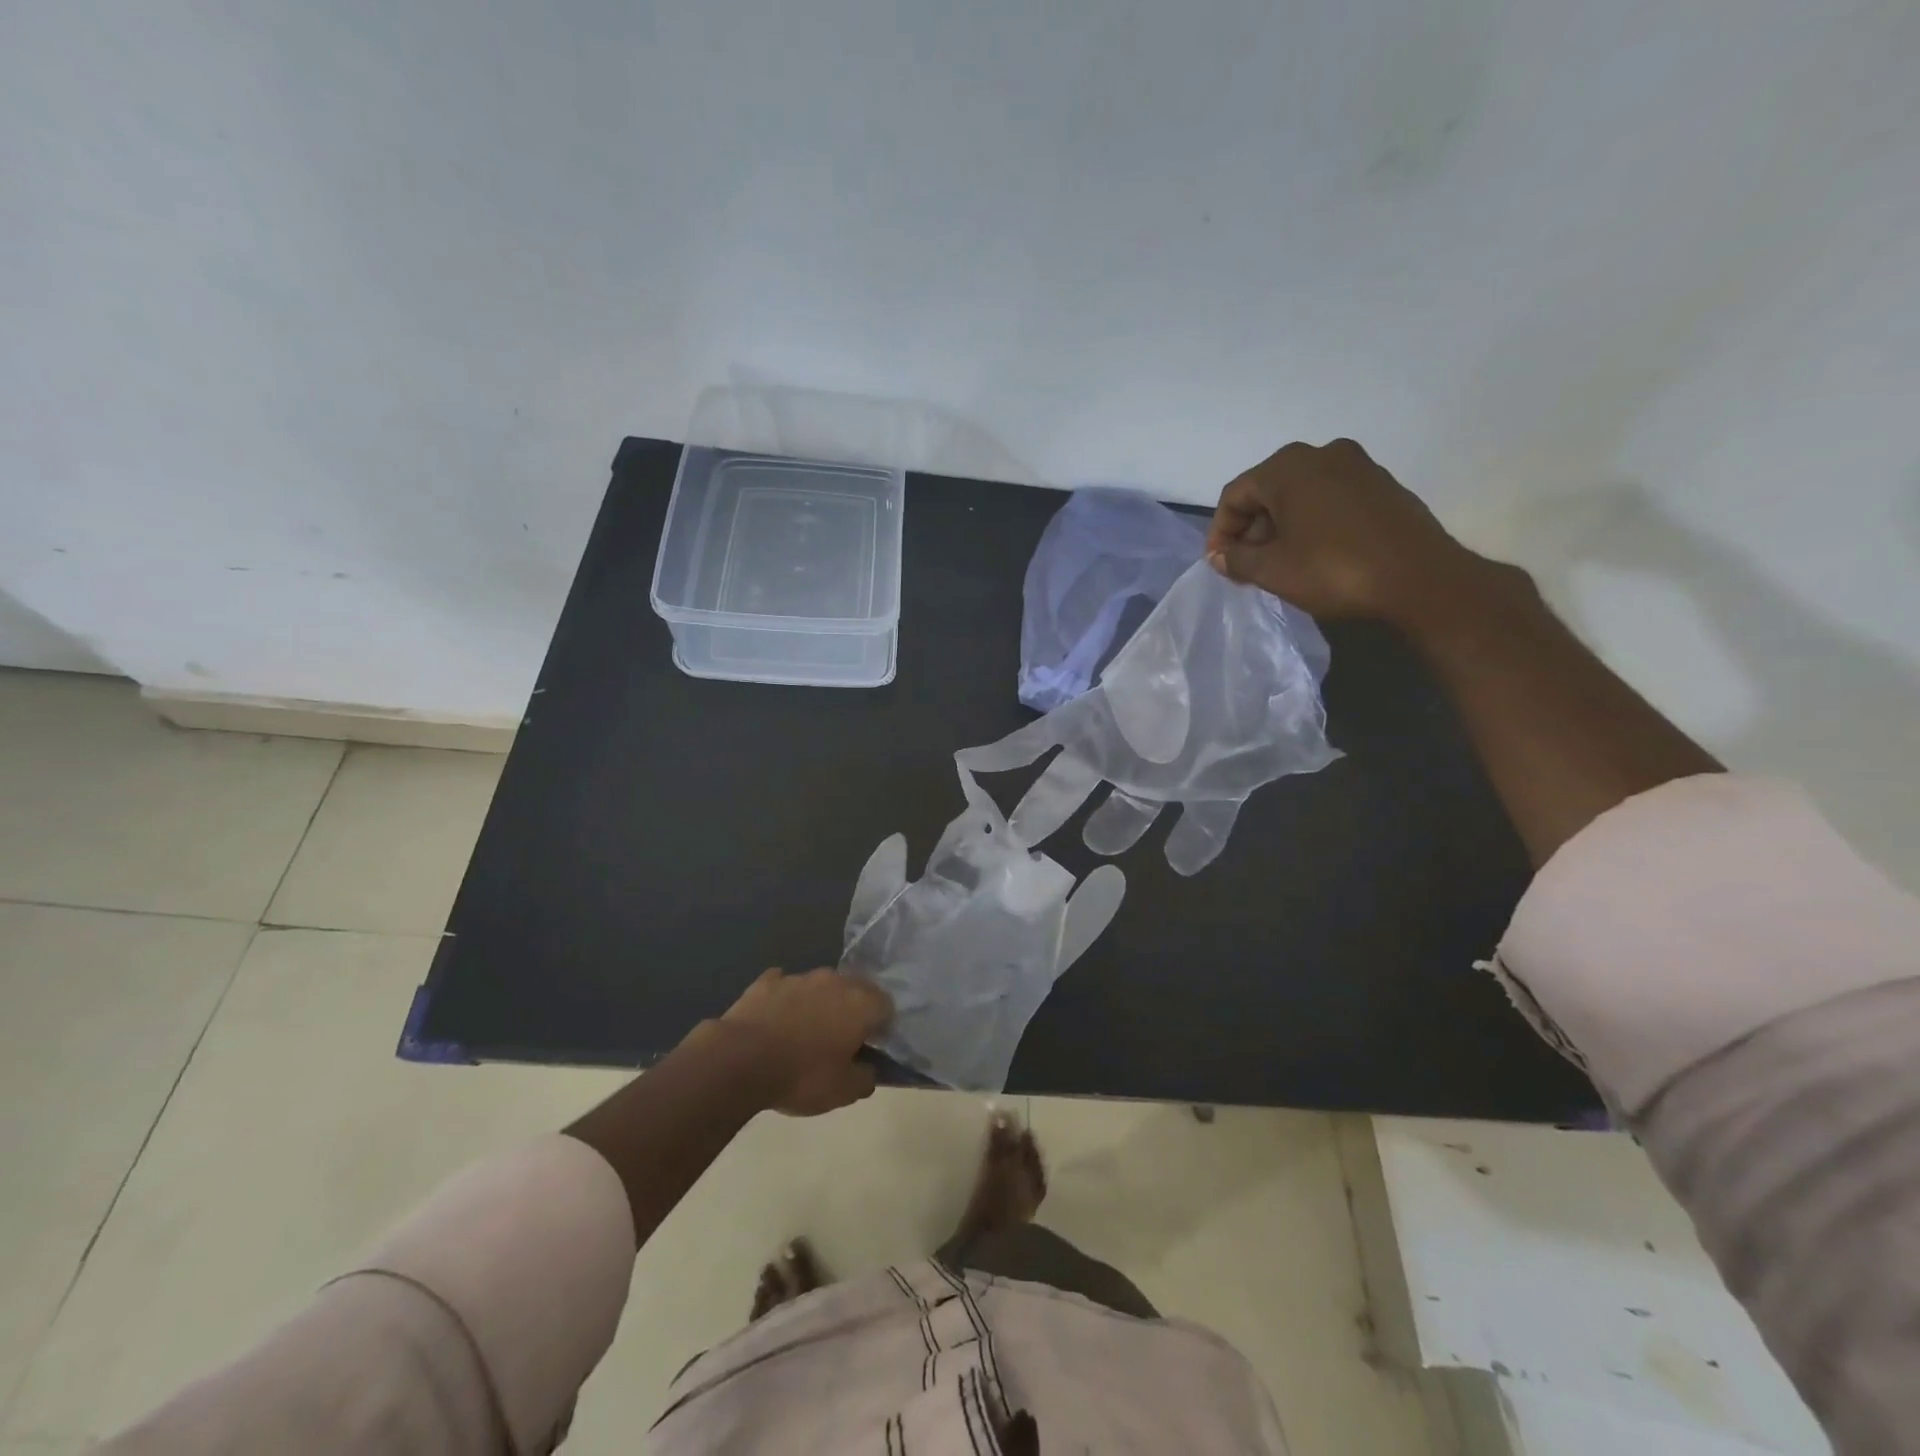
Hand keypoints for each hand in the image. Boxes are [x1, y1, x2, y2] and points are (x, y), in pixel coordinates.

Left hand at [719, 967, 892, 1115]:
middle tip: (841, 1039)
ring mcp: (798, 977)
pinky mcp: (766, 982)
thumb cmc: (802, 1075)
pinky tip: (777, 1019)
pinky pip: (783, 986)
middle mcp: (834, 981)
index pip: (886, 1005)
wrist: (740, 1060)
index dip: (882, 1026)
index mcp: (860, 1003)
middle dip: (853, 1009)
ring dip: (819, 1004)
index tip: (871, 1046)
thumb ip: (865, 1078)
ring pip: (819, 986)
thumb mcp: (844, 1092)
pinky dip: (785, 1000)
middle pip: (855, 989)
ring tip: (806, 1033)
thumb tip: (869, 1070)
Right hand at [1205, 438, 1479, 625]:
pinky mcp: (1382, 484)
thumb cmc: (1334, 570)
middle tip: (1246, 566)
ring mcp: (1357, 465)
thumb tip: (1220, 555)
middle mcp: (1322, 453)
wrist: (1419, 577)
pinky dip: (1312, 521)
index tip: (1220, 564)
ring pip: (1300, 493)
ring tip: (1278, 563)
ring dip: (1280, 526)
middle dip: (1251, 529)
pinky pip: (1330, 497)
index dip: (1220, 532)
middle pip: (1268, 490)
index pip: (1235, 495)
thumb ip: (1237, 559)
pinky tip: (1313, 553)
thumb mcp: (1273, 570)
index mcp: (1288, 467)